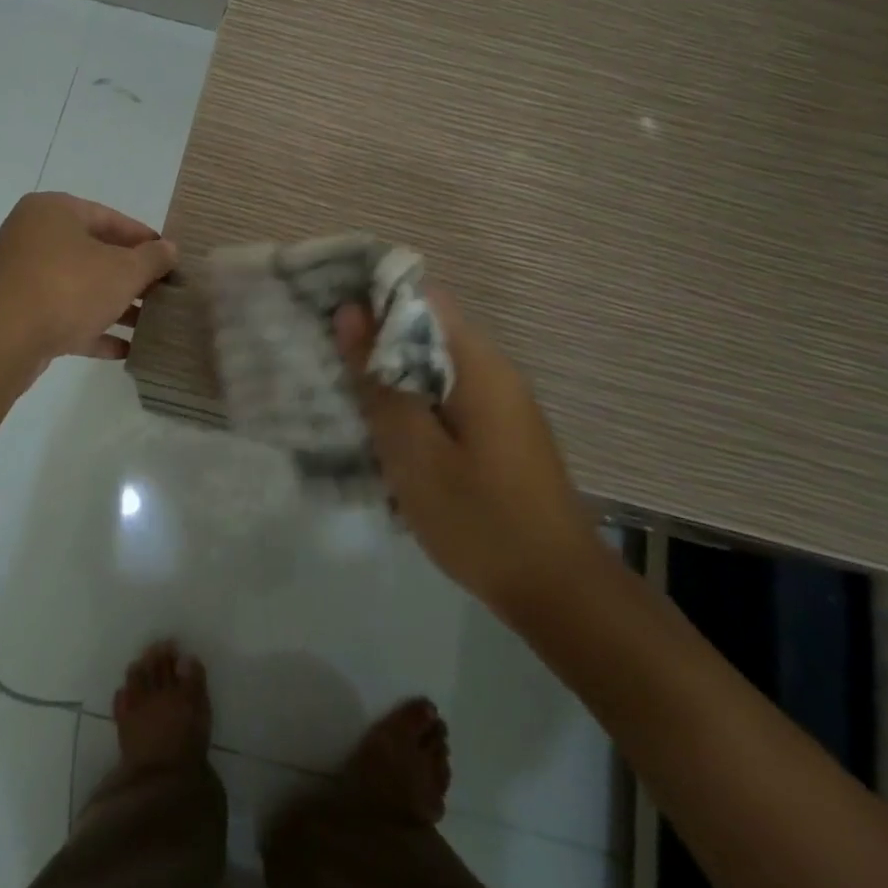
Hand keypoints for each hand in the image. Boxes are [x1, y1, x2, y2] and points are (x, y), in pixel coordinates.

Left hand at [0, 192, 177, 366]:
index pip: (110, 218)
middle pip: (94, 253)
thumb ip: (151, 259)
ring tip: (149, 324)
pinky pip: (61, 315)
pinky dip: (90, 328)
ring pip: (78, 286)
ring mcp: (20, 276)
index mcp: (55, 211)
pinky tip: (123, 349)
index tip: (170, 259)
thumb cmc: (66, 288)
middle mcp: (33, 236)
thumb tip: (170, 249)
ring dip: (114, 305)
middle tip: (162, 293)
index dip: (144, 239)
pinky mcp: (15, 313)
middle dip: (130, 276)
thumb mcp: (122, 271)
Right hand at [334, 290, 597, 612]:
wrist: (560, 592)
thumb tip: (350, 312)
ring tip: (344, 392)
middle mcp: (494, 369)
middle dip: (376, 338)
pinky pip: (447, 395)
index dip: (374, 296)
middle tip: (327, 357)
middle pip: (426, 329)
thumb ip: (379, 380)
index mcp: (478, 362)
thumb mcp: (413, 451)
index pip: (422, 296)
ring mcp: (501, 401)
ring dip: (392, 374)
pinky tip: (386, 433)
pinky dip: (413, 402)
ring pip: (433, 365)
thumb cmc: (481, 519)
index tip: (330, 312)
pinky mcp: (499, 431)